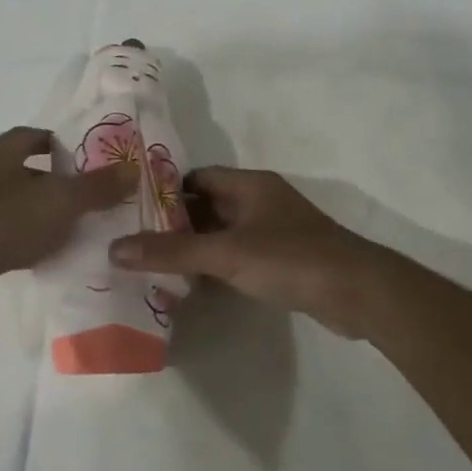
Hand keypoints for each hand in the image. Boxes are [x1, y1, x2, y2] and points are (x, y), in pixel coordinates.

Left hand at [0, 127, 134, 320]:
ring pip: (20, 203)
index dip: (68, 145)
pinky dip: (28, 240)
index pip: (39, 136)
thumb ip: (97, 186)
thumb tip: (133, 169)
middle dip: (61, 182)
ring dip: (45, 213)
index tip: (96, 161)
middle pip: (30, 170)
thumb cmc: (0, 220)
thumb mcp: (58, 200)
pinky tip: (49, 255)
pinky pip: (7, 233)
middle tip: (95, 197)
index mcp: (2, 151)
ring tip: (80, 228)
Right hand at [108, 167, 390, 337]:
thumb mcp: (226, 254)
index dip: (164, 191)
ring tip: (153, 266)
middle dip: (174, 224)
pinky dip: (216, 266)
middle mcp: (260, 201)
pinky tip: (193, 286)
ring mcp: (273, 231)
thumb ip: (172, 252)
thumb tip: (115, 248)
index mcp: (249, 185)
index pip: (196, 178)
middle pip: (207, 206)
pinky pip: (238, 256)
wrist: (356, 292)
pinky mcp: (282, 260)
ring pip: (222, 233)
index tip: (131, 211)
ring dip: (194, 248)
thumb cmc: (290, 259)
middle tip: (135, 243)